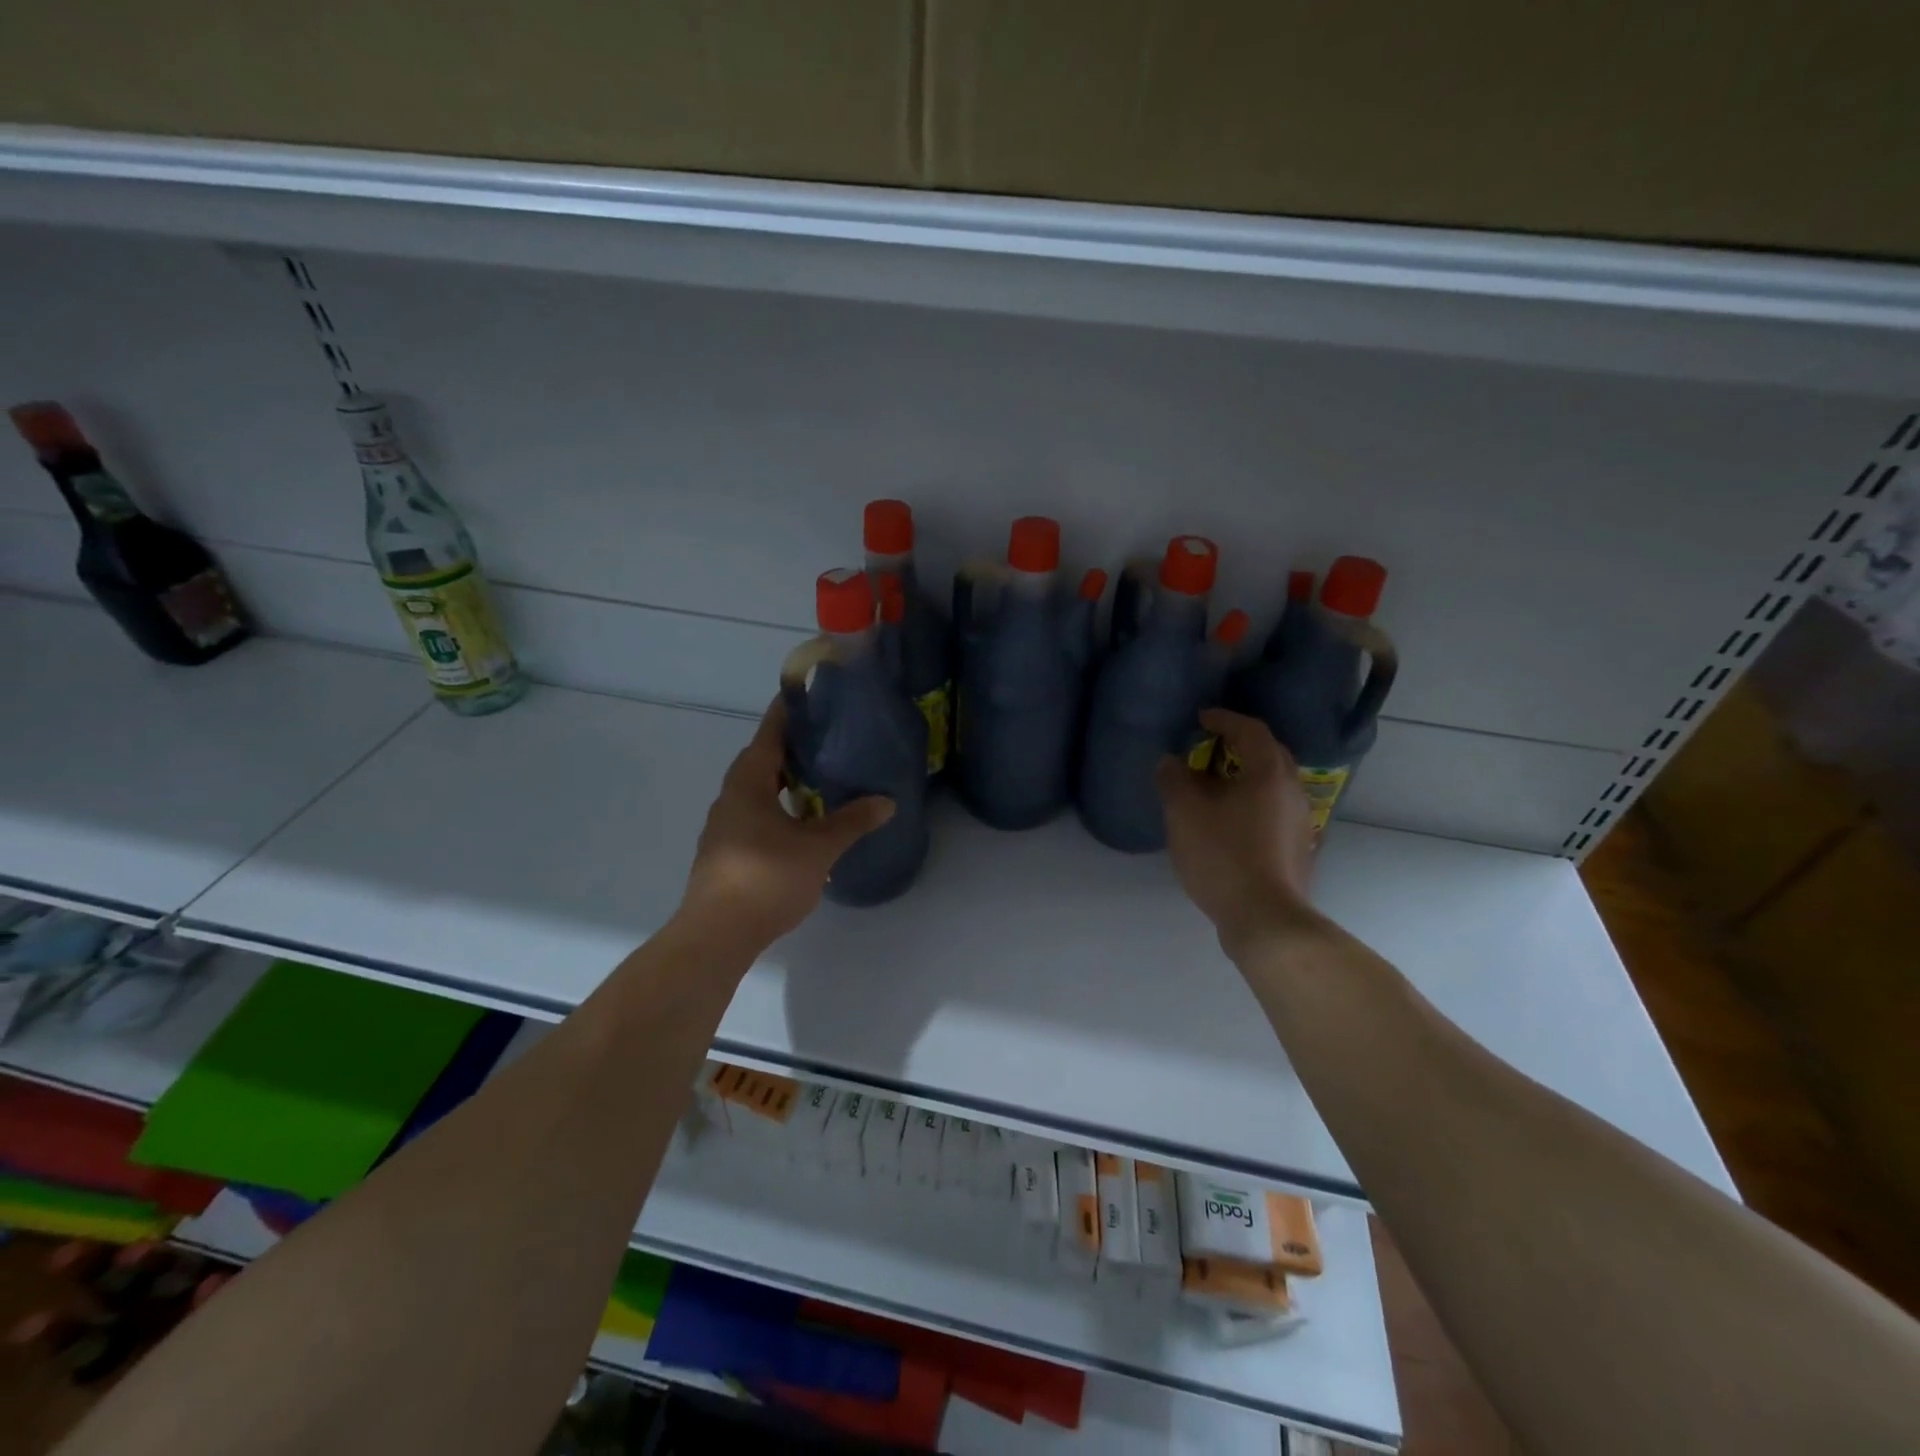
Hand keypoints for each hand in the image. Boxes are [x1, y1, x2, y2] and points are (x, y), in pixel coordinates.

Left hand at [679, 698, 893, 945]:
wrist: (717, 935)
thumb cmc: (767, 878)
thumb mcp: (818, 848)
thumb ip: (852, 822)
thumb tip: (887, 801)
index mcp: (748, 784)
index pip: (769, 735)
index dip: (787, 713)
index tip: (808, 695)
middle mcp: (731, 797)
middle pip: (761, 761)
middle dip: (791, 749)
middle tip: (826, 739)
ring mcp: (724, 826)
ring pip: (757, 791)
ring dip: (783, 781)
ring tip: (819, 779)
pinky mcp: (725, 852)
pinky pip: (754, 815)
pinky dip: (778, 808)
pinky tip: (801, 823)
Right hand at [1156, 709, 1315, 954]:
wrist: (1264, 918)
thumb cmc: (1224, 855)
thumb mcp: (1184, 812)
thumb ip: (1174, 779)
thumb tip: (1170, 762)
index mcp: (1269, 773)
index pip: (1251, 731)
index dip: (1224, 719)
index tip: (1201, 718)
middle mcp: (1293, 791)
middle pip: (1268, 755)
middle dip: (1239, 745)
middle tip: (1209, 747)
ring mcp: (1300, 822)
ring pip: (1272, 785)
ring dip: (1244, 777)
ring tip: (1213, 785)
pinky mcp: (1297, 849)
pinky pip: (1272, 810)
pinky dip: (1250, 803)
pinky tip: (1227, 821)